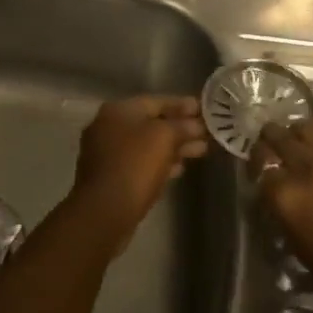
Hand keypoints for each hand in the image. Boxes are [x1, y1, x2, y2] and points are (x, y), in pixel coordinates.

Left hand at [70, 96, 208, 254]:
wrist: (105, 211)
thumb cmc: (135, 165)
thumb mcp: (164, 137)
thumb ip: (182, 126)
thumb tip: (196, 125)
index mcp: (118, 110)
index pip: (156, 101)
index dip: (182, 105)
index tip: (204, 110)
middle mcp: (108, 127)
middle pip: (151, 123)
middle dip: (180, 128)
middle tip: (206, 133)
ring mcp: (107, 153)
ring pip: (147, 145)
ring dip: (173, 147)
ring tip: (201, 151)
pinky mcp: (111, 177)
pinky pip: (141, 163)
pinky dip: (160, 163)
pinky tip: (179, 169)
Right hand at [253, 119, 312, 299]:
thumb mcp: (291, 237)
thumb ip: (277, 202)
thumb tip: (272, 182)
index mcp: (286, 193)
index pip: (259, 161)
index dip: (257, 164)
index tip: (260, 169)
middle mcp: (307, 166)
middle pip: (276, 134)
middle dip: (271, 141)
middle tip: (274, 150)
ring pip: (305, 127)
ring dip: (297, 136)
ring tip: (301, 148)